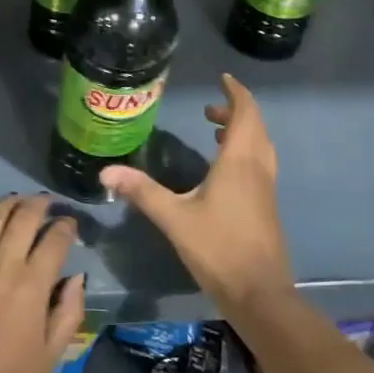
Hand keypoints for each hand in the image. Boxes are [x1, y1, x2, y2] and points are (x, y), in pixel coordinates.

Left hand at [0, 191, 86, 372]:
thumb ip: (68, 311)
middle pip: (24, 218)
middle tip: (45, 204)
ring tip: (16, 200)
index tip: (69, 224)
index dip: (66, 226)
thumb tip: (76, 276)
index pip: (56, 239)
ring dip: (8, 203)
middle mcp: (2, 265)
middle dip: (40, 205)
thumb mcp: (51, 356)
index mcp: (33, 285)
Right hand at [101, 74, 294, 320]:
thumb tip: (106, 171)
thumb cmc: (218, 248)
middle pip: (255, 126)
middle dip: (235, 111)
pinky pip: (260, 163)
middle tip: (209, 109)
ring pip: (260, 145)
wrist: (260, 294)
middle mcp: (258, 167)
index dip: (236, 92)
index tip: (222, 78)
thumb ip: (142, 191)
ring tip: (214, 132)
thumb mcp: (174, 218)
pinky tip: (223, 170)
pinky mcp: (267, 205)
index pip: (245, 113)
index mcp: (239, 161)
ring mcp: (266, 187)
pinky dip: (245, 151)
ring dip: (242, 131)